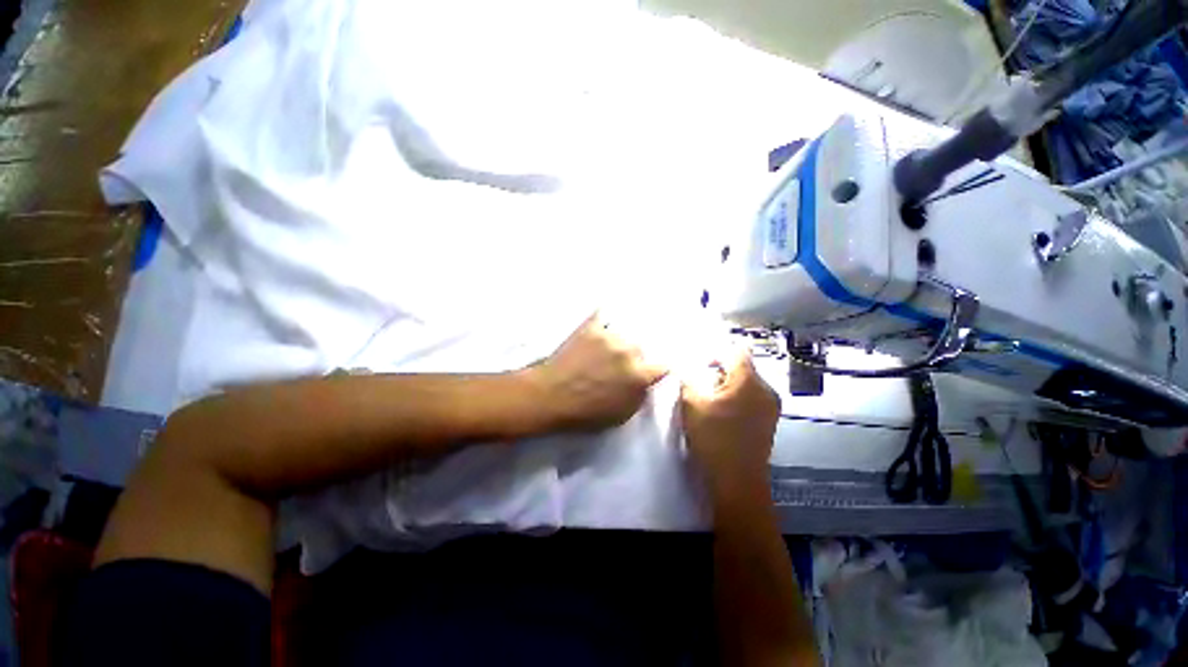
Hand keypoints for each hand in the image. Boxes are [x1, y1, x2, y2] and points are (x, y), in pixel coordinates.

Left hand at [527, 313, 667, 431]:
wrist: (551, 396)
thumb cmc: (586, 413)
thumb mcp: (621, 415)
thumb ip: (639, 396)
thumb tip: (645, 383)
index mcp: (639, 375)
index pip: (661, 367)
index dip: (656, 370)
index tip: (651, 371)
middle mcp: (629, 351)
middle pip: (640, 348)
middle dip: (633, 356)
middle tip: (618, 364)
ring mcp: (610, 337)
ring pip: (623, 334)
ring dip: (617, 342)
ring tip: (603, 349)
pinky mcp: (591, 328)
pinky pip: (602, 316)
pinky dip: (602, 321)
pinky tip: (600, 320)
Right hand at [680, 348, 779, 497]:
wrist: (737, 481)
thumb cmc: (714, 438)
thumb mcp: (692, 404)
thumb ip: (689, 379)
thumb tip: (688, 367)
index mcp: (749, 381)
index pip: (736, 351)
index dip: (716, 352)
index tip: (699, 364)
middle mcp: (766, 389)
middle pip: (742, 366)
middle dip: (719, 371)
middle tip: (700, 384)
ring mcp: (770, 406)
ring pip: (746, 383)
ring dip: (726, 385)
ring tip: (709, 400)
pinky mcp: (768, 420)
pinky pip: (751, 397)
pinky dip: (735, 398)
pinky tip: (721, 414)